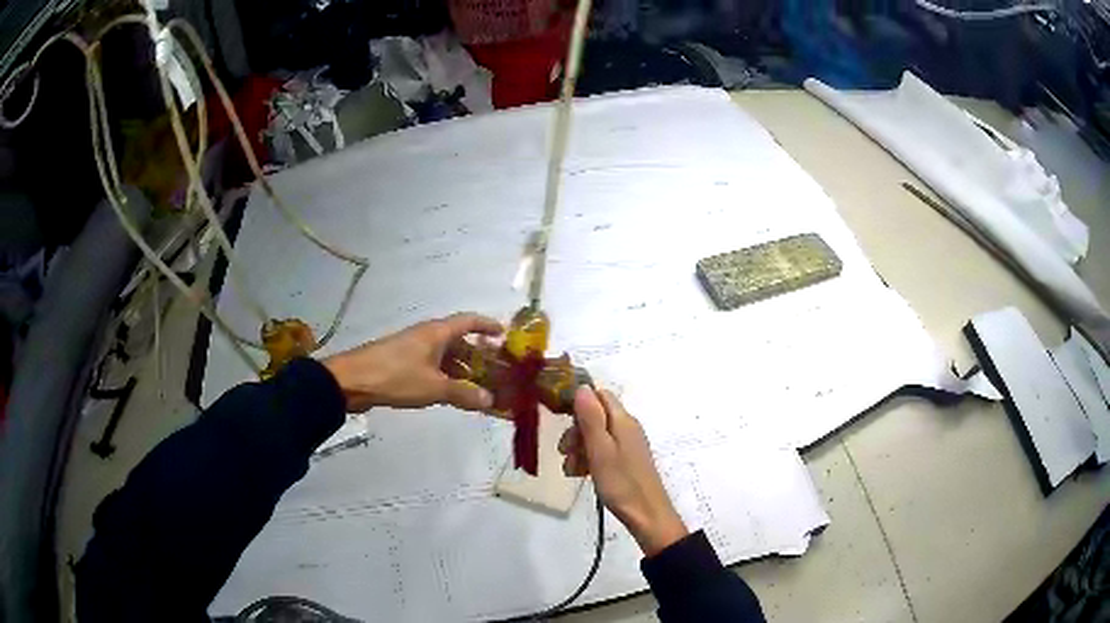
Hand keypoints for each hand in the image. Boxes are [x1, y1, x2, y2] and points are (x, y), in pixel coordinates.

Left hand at [322, 313, 502, 412]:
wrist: (352, 381)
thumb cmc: (396, 377)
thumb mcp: (434, 388)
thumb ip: (464, 394)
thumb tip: (491, 400)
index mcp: (437, 333)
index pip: (469, 321)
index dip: (488, 325)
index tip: (505, 335)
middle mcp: (427, 336)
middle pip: (459, 341)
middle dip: (478, 356)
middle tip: (496, 373)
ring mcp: (413, 349)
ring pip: (445, 356)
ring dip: (462, 370)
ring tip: (479, 389)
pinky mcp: (402, 363)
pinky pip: (432, 366)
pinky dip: (445, 377)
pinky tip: (451, 394)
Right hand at [559, 387, 688, 556]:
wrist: (646, 514)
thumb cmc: (621, 482)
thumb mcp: (600, 449)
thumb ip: (591, 418)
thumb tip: (582, 387)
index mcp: (623, 420)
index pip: (599, 395)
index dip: (579, 404)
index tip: (563, 422)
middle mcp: (627, 427)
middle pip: (595, 416)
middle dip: (576, 431)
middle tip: (565, 451)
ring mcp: (627, 445)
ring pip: (596, 436)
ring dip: (579, 448)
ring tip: (571, 469)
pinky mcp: (626, 460)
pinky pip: (603, 451)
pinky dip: (589, 459)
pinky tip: (580, 474)